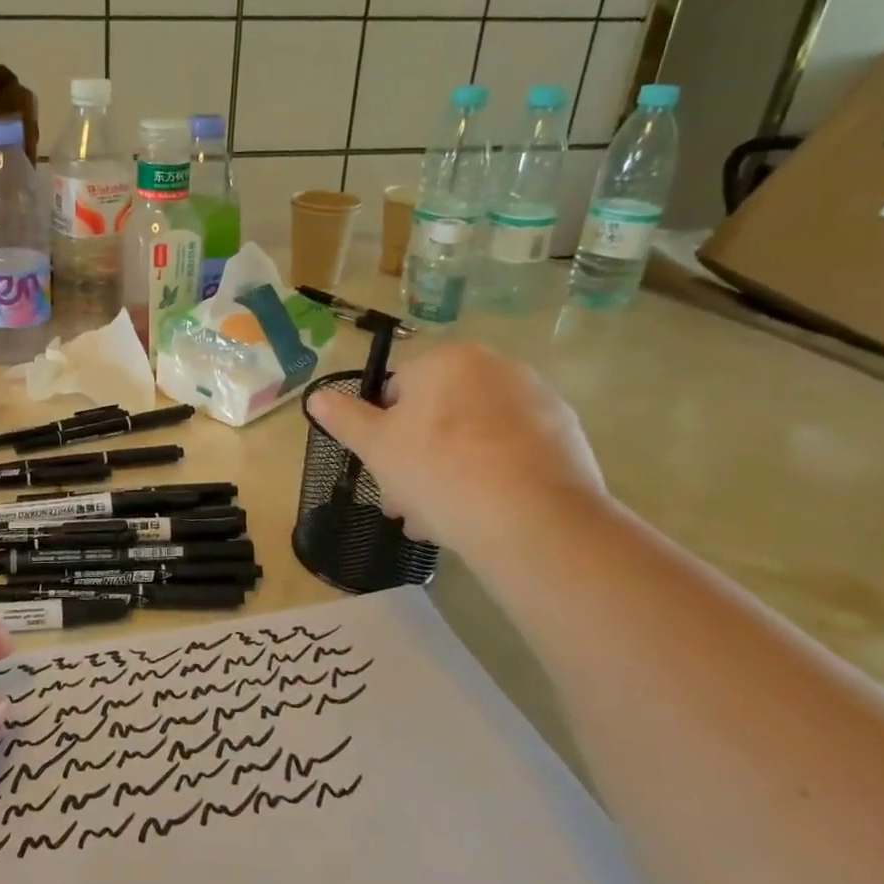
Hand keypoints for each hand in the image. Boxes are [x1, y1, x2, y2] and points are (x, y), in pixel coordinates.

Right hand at [309, 342, 606, 557]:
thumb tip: (316, 396)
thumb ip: (344, 418)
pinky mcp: (567, 437)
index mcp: (447, 360)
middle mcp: (496, 368)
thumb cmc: (439, 471)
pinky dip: (492, 478)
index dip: (383, 435)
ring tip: (439, 523)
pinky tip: (480, 517)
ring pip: (473, 438)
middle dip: (416, 461)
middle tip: (406, 505)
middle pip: (439, 417)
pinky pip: (511, 454)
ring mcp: (537, 401)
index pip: (398, 392)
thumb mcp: (376, 447)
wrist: (534, 520)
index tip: (382, 473)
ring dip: (449, 475)